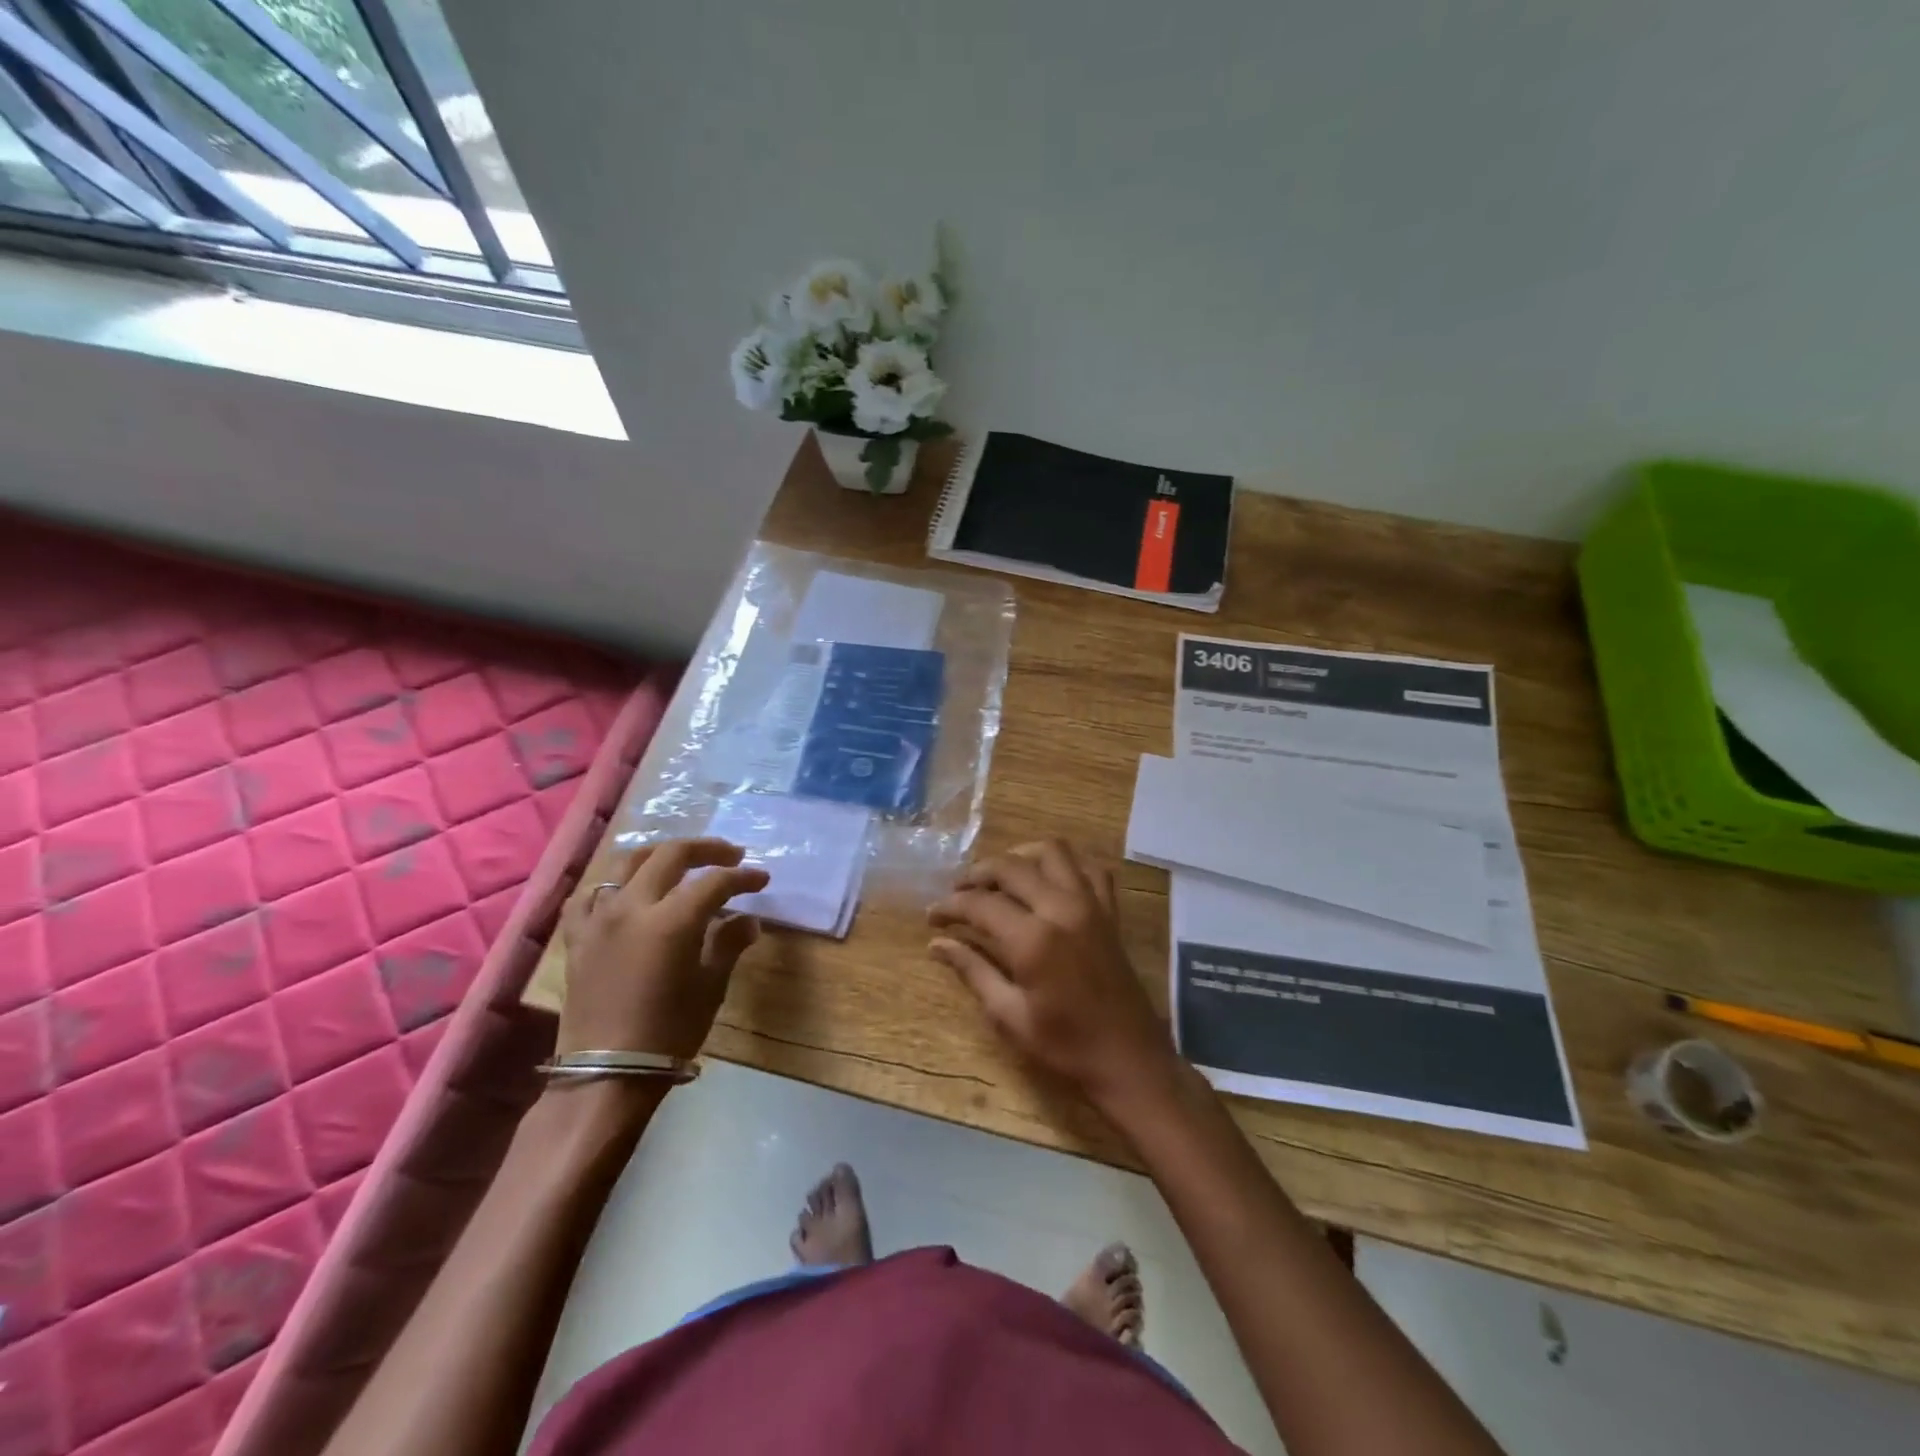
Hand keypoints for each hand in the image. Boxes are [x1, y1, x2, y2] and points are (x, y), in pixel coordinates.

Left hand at [557, 838, 768, 1060]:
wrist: (607, 1075)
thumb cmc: (669, 1032)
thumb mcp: (710, 987)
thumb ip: (728, 944)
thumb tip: (747, 921)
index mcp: (671, 920)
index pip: (714, 882)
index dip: (742, 877)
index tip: (761, 880)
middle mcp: (632, 907)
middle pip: (671, 855)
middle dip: (707, 850)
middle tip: (731, 856)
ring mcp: (599, 919)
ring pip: (627, 863)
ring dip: (659, 854)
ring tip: (680, 861)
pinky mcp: (577, 937)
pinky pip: (589, 895)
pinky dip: (613, 884)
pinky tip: (625, 891)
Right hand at [928, 839, 1176, 1109]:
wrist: (1129, 1060)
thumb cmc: (1065, 1046)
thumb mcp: (1009, 1016)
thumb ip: (973, 970)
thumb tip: (938, 944)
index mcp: (1033, 939)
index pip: (980, 904)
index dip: (950, 906)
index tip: (932, 916)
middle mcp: (1062, 908)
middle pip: (1010, 867)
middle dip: (977, 874)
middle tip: (958, 893)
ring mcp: (1091, 904)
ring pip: (1052, 852)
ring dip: (1020, 857)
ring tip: (1000, 878)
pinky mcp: (1110, 910)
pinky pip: (1088, 867)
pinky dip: (1065, 864)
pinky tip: (1047, 880)